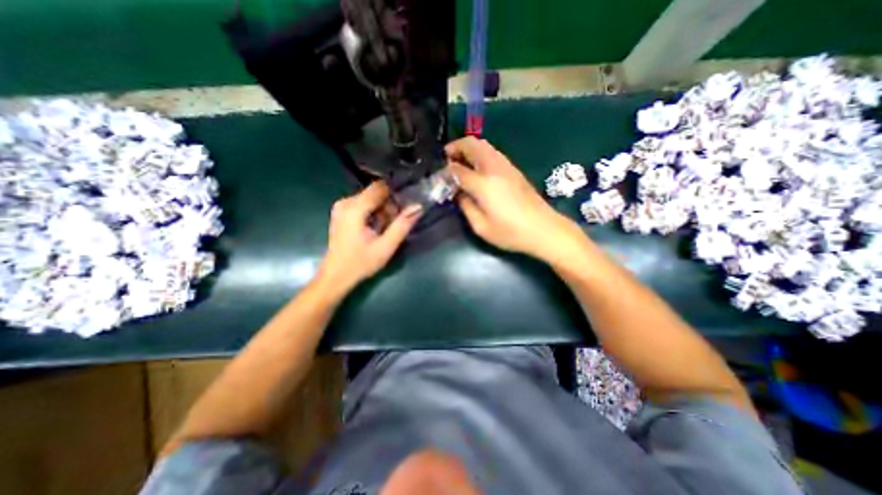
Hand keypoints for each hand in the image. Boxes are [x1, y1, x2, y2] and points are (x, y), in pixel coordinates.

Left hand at [317, 181, 423, 294]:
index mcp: (354, 208)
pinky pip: (363, 205)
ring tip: (384, 229)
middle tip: (393, 224)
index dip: (395, 195)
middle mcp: (346, 202)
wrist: (336, 276)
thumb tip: (418, 206)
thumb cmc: (361, 263)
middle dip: (389, 206)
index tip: (403, 209)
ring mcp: (341, 207)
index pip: (380, 187)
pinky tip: (375, 229)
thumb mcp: (386, 246)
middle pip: (375, 192)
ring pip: (370, 199)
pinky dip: (373, 213)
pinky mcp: (341, 213)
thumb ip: (402, 225)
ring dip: (382, 211)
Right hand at [449, 135, 584, 263]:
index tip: (439, 176)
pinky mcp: (514, 169)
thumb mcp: (481, 227)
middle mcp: (494, 168)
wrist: (544, 229)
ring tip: (459, 161)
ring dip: (468, 148)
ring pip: (483, 145)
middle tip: (446, 158)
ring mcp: (506, 166)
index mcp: (483, 184)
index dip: (445, 171)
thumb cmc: (511, 232)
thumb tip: (458, 192)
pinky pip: (492, 152)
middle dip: (456, 147)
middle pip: (472, 144)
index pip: (457, 169)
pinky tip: (477, 167)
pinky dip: (480, 153)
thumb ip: (466, 206)